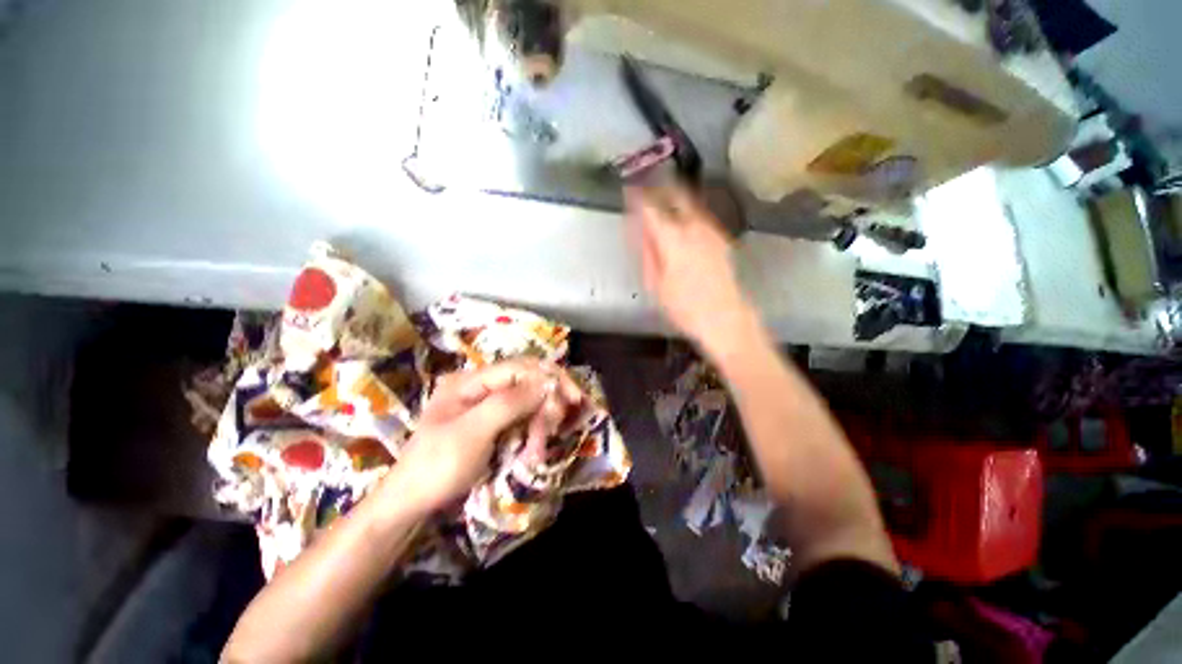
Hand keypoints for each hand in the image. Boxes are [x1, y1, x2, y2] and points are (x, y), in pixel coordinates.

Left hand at [385, 359, 583, 513]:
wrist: (411, 504)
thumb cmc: (437, 466)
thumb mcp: (472, 433)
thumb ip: (508, 403)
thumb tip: (546, 381)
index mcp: (470, 381)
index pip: (519, 367)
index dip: (549, 377)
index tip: (573, 397)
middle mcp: (482, 387)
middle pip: (527, 381)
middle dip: (546, 403)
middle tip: (555, 427)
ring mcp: (488, 405)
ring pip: (529, 401)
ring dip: (541, 422)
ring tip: (539, 449)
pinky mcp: (494, 423)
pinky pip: (523, 418)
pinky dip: (534, 431)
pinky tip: (535, 449)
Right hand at [625, 184, 753, 348]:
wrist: (724, 318)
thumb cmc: (683, 306)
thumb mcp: (655, 283)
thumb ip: (646, 252)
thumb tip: (637, 229)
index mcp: (672, 239)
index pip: (650, 209)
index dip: (638, 198)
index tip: (628, 191)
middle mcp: (693, 227)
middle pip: (676, 195)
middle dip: (660, 188)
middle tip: (647, 186)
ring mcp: (711, 231)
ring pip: (691, 203)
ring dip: (675, 197)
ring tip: (662, 196)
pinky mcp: (721, 239)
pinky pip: (701, 216)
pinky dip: (689, 211)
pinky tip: (683, 218)